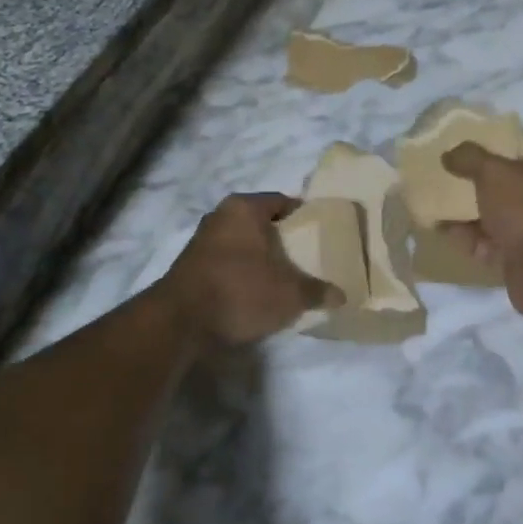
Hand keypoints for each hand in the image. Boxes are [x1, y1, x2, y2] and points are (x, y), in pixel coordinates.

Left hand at [162, 193, 336, 347]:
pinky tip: (255, 292)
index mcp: (244, 207)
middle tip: (304, 259)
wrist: (181, 321)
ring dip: (259, 258)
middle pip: (260, 222)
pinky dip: (241, 272)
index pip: (282, 202)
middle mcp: (220, 215)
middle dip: (280, 240)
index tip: (319, 234)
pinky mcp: (191, 265)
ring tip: (282, 279)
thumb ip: (316, 291)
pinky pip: (226, 261)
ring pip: (241, 242)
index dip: (303, 217)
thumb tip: (341, 296)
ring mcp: (202, 240)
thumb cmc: (241, 290)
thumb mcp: (289, 294)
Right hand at [441, 134, 522, 325]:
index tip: (463, 137)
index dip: (493, 138)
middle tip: (445, 168)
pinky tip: (439, 228)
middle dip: (475, 176)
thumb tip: (449, 154)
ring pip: (496, 212)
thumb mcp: (494, 172)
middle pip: (507, 180)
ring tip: (433, 198)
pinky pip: (490, 241)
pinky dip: (468, 236)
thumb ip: (469, 157)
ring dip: (467, 208)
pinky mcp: (522, 257)